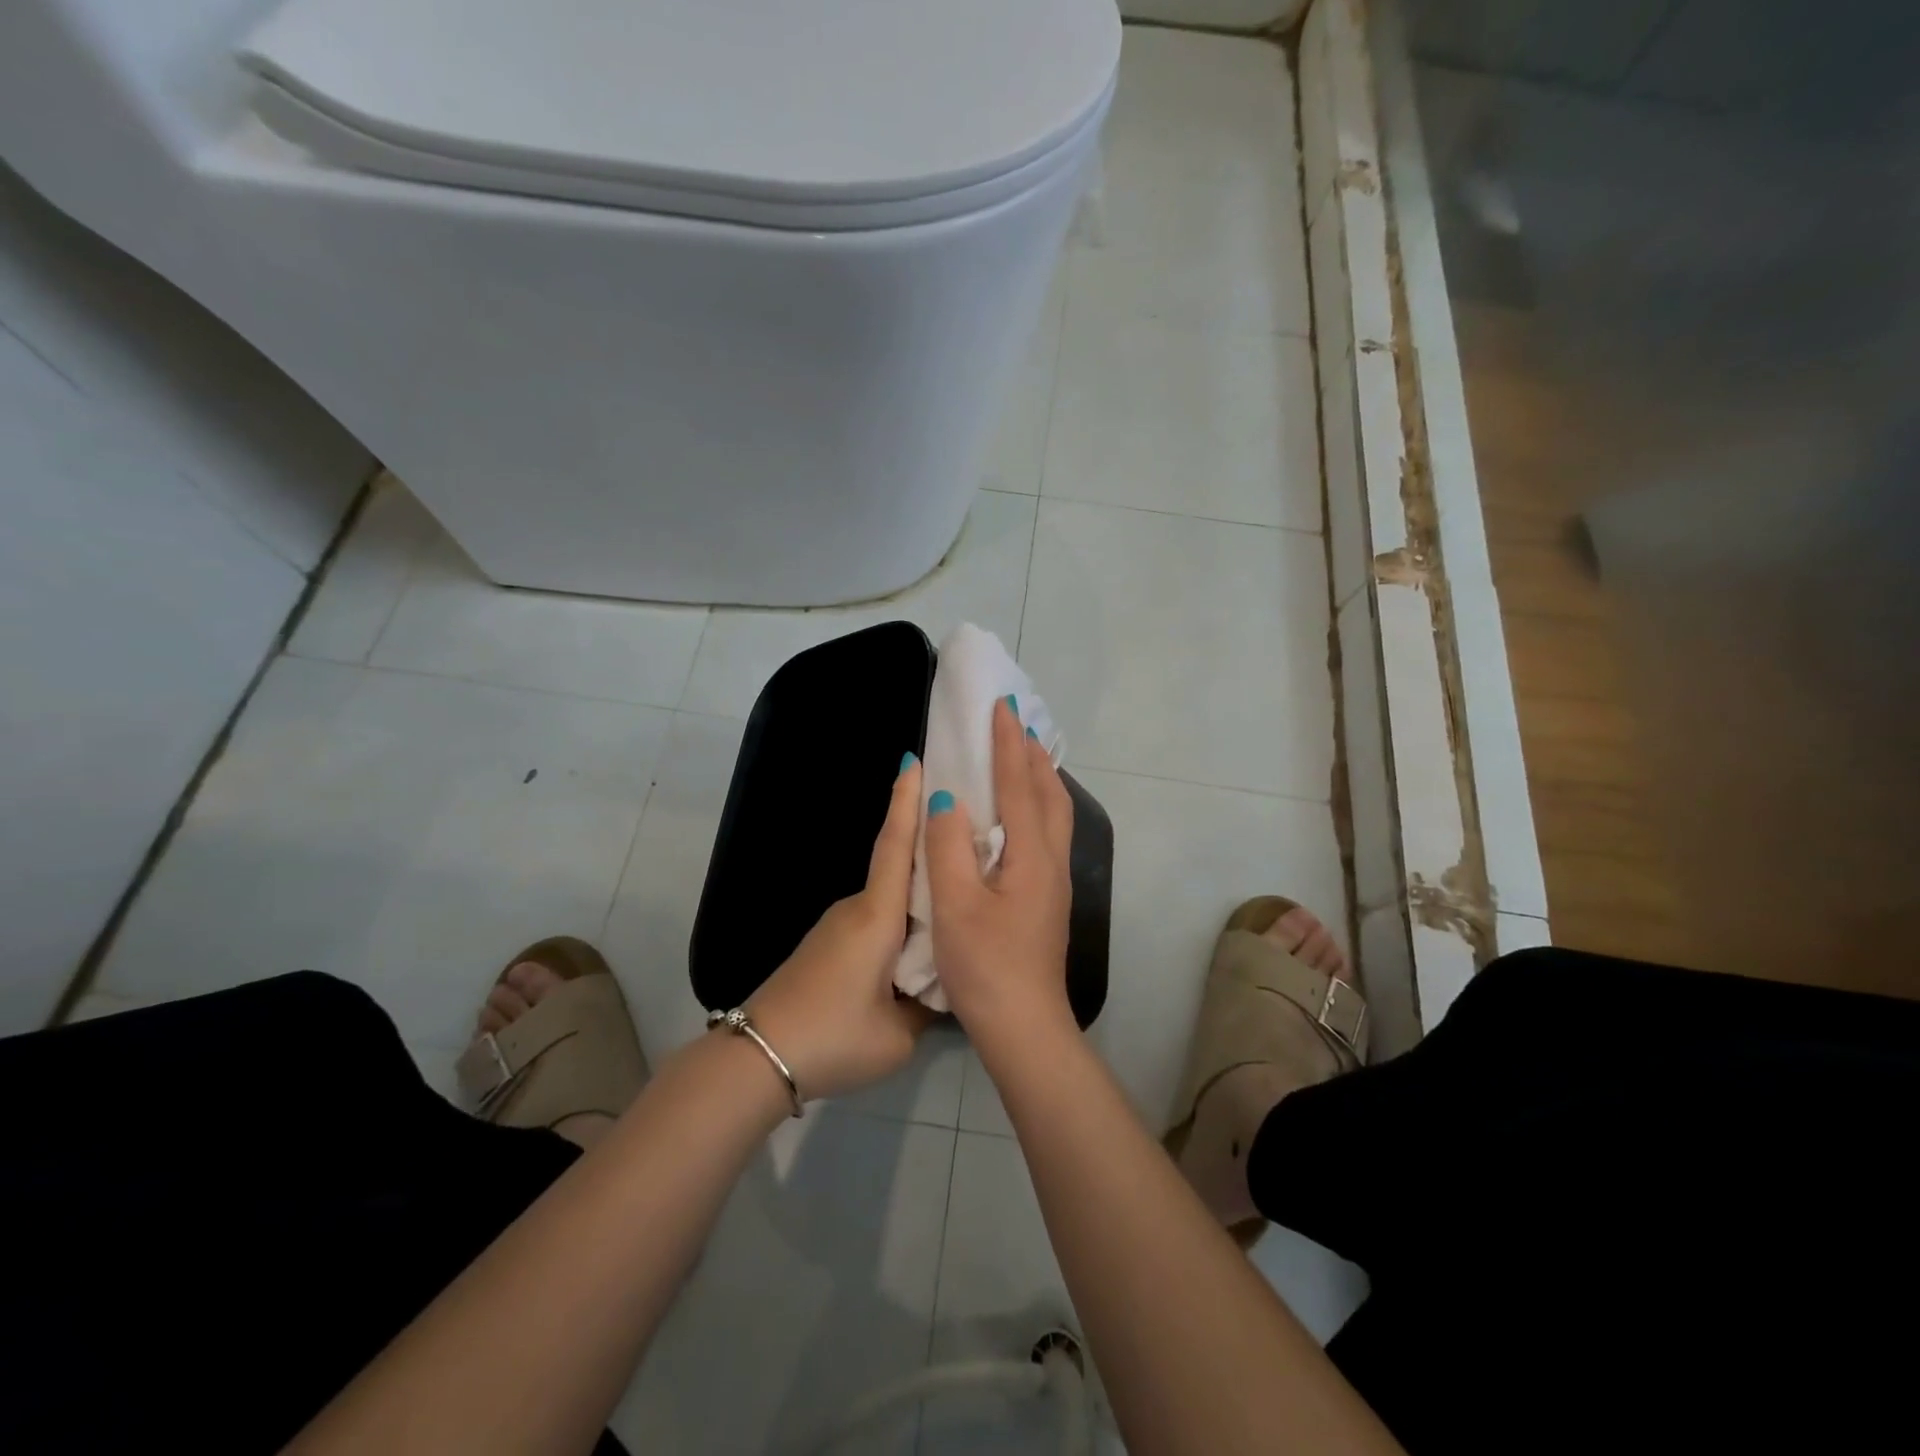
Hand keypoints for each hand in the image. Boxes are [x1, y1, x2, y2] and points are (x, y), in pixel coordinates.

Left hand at [746, 755, 935, 1101]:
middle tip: (969, 832)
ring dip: (918, 891)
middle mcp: (856, 908)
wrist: (757, 1057)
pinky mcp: (827, 945)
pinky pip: (874, 920)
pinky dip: (900, 918)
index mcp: (877, 916)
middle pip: (899, 867)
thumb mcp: (898, 1034)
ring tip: (957, 894)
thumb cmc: (834, 1036)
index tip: (913, 760)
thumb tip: (942, 985)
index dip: (906, 801)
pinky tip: (919, 941)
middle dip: (929, 845)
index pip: (896, 846)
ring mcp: (837, 926)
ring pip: (888, 898)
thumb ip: (929, 1004)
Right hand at [924, 699, 1075, 1044]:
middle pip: (1049, 793)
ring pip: (1054, 814)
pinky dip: (1037, 805)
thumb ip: (947, 845)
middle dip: (1032, 754)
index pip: (1020, 784)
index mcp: (1031, 855)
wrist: (1024, 1027)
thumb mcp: (954, 904)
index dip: (1008, 743)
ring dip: (1039, 778)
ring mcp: (1055, 882)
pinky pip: (1048, 833)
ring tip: (1022, 758)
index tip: (1002, 705)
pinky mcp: (1049, 899)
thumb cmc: (985, 965)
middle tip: (1015, 724)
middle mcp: (1052, 860)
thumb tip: (947, 794)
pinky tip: (1020, 816)